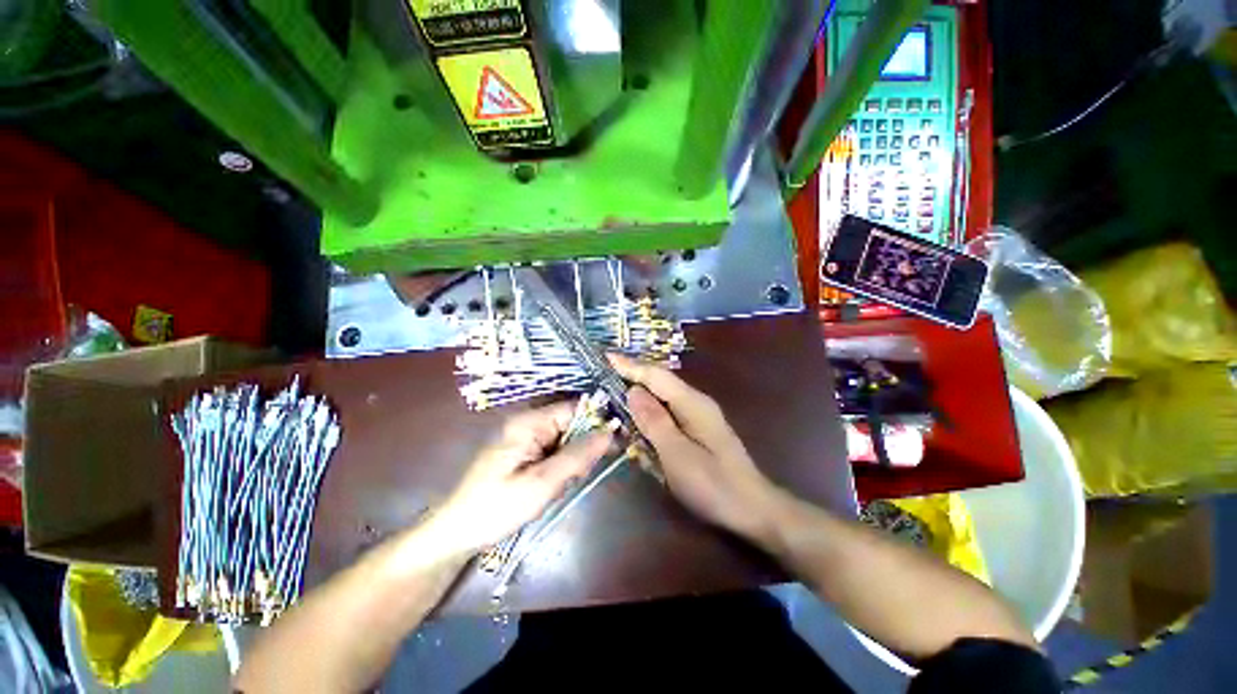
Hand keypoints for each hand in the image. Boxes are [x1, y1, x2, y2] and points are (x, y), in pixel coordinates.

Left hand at [423, 403, 614, 557]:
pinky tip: (560, 483)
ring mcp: (526, 437)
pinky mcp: (525, 451)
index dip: (598, 421)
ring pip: (566, 438)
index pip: (574, 408)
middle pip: (572, 422)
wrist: (457, 533)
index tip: (620, 440)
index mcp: (529, 422)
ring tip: (569, 482)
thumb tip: (610, 432)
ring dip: (575, 458)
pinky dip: (564, 464)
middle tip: (588, 471)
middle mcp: (529, 422)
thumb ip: (577, 456)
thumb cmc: (497, 507)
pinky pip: (555, 449)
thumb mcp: (542, 483)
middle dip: (586, 445)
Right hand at [609, 355, 777, 537]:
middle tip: (604, 382)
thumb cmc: (714, 485)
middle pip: (658, 383)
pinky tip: (639, 426)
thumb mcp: (677, 455)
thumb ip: (654, 421)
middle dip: (632, 380)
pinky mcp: (697, 429)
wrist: (753, 509)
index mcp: (692, 403)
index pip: (656, 376)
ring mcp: (698, 416)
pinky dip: (650, 416)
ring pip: (662, 399)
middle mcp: (695, 402)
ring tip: (615, 400)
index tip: (605, 357)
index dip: (630, 366)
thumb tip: (632, 390)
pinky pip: (668, 414)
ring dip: (640, 399)